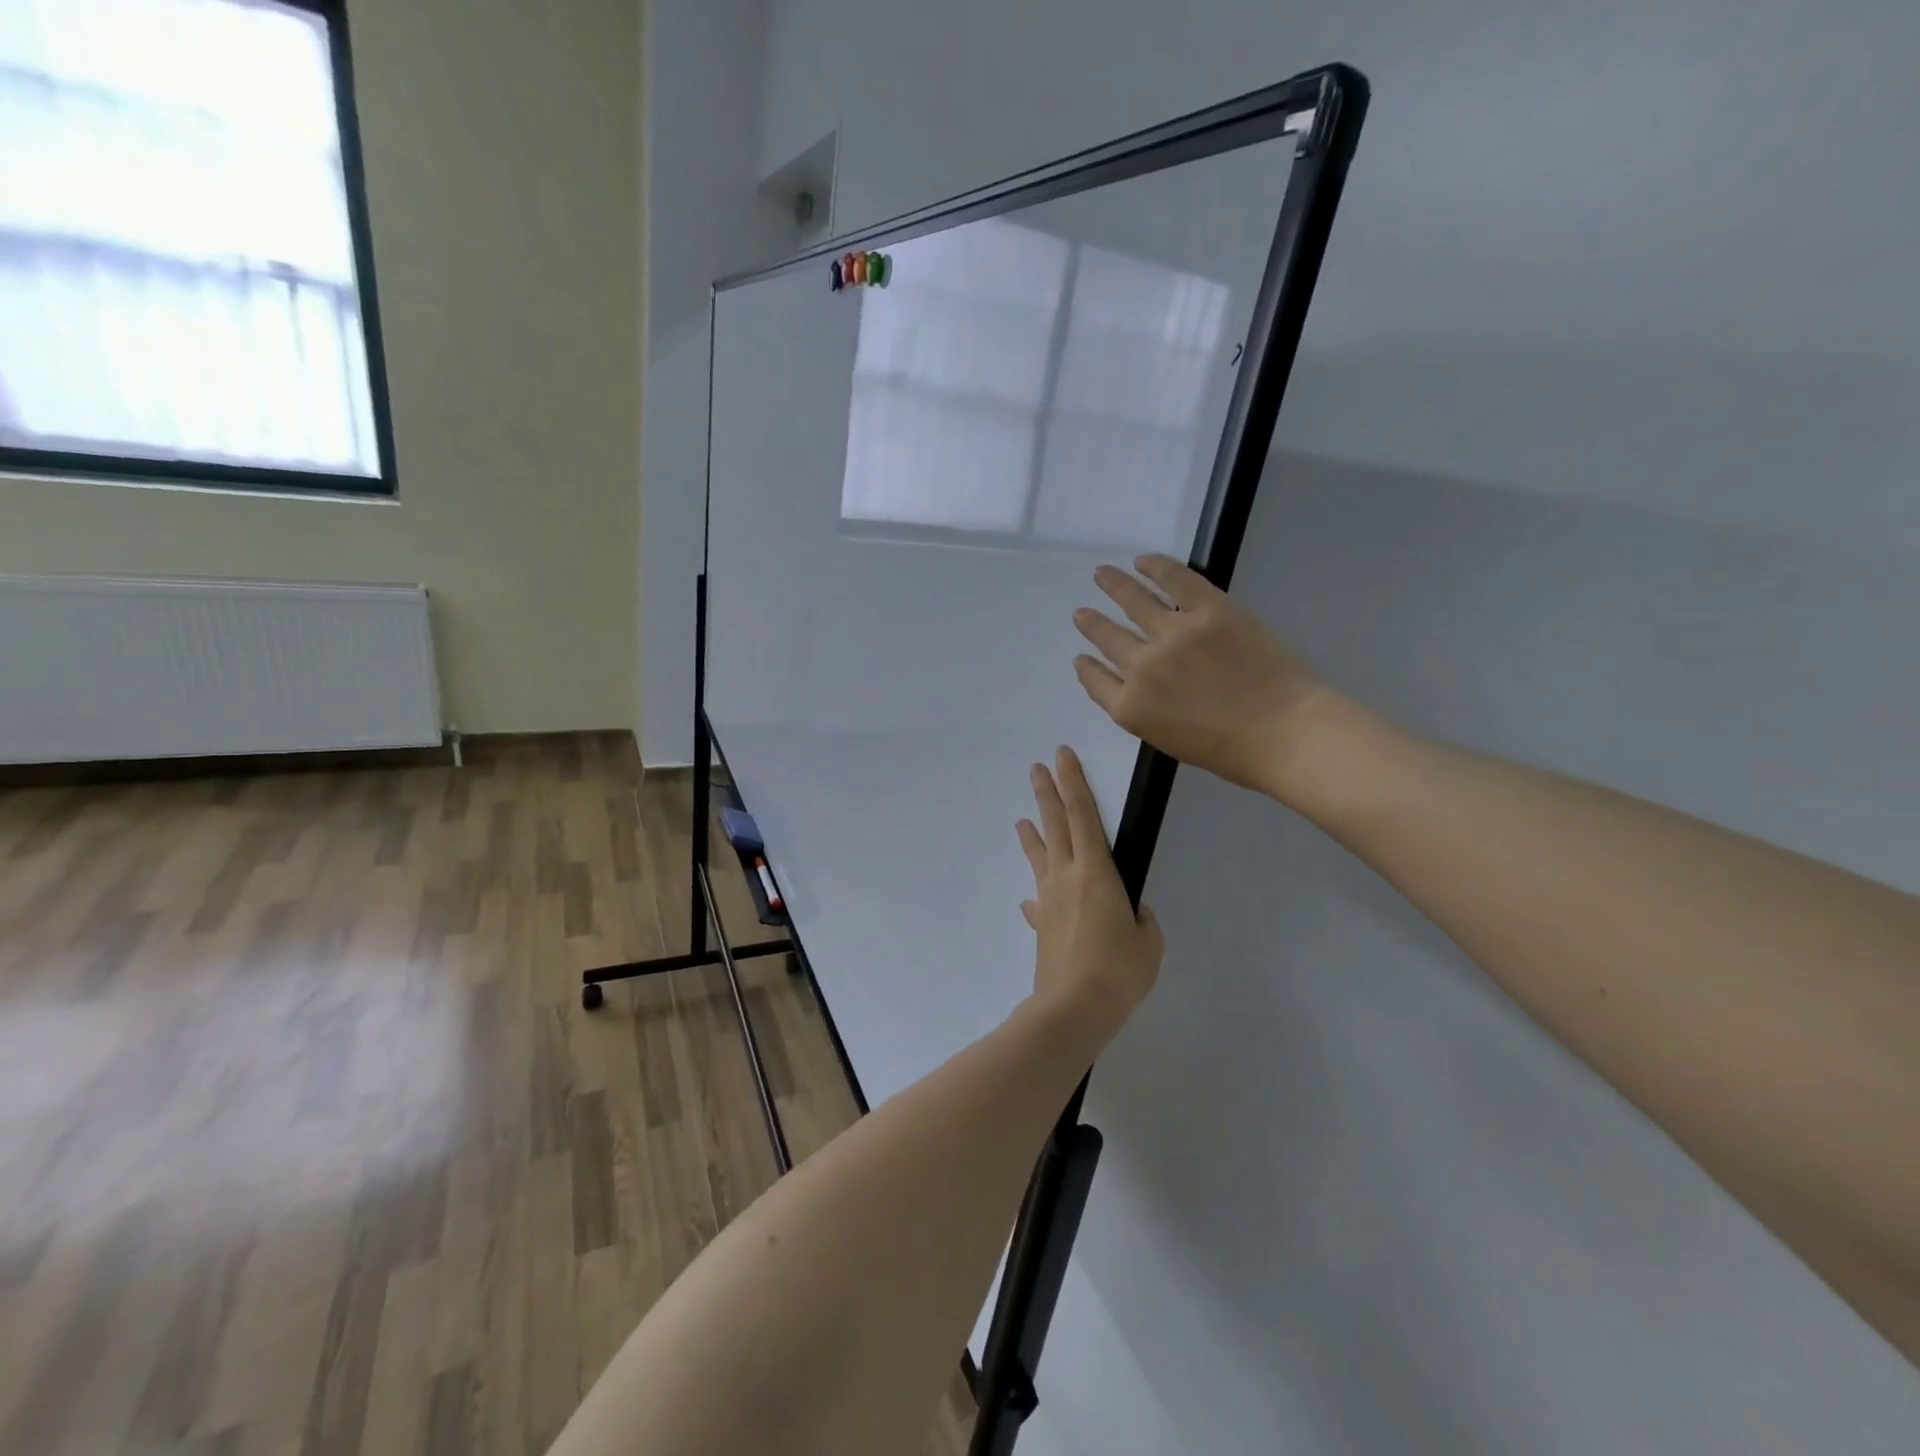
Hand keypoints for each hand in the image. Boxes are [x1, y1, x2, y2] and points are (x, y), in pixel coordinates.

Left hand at [1016, 746, 1163, 1043]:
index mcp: (1096, 870)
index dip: (1074, 782)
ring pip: (1040, 857)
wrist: (1073, 1007)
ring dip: (1032, 836)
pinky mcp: (1040, 924)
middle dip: (1047, 793)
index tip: (1062, 756)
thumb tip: (1128, 914)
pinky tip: (1031, 899)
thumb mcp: (1148, 942)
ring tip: (1022, 821)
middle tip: (1036, 768)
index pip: (1084, 814)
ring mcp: (1048, 900)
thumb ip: (1141, 921)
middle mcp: (1066, 876)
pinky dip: (1037, 895)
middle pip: (1055, 825)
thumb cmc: (1118, 969)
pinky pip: (1038, 901)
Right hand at [1073, 554, 1334, 801]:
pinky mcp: (1209, 609)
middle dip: (1091, 624)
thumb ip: (1146, 712)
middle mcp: (1141, 667)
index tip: (1081, 657)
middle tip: (1081, 613)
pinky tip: (1143, 561)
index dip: (1086, 668)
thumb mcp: (1170, 741)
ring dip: (1113, 586)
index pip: (1096, 681)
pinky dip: (1155, 566)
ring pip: (1133, 601)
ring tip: (1102, 574)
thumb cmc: (1232, 752)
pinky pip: (1174, 579)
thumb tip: (1139, 687)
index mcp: (1130, 707)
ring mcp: (1174, 634)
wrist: (1285, 733)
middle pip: (1107, 638)